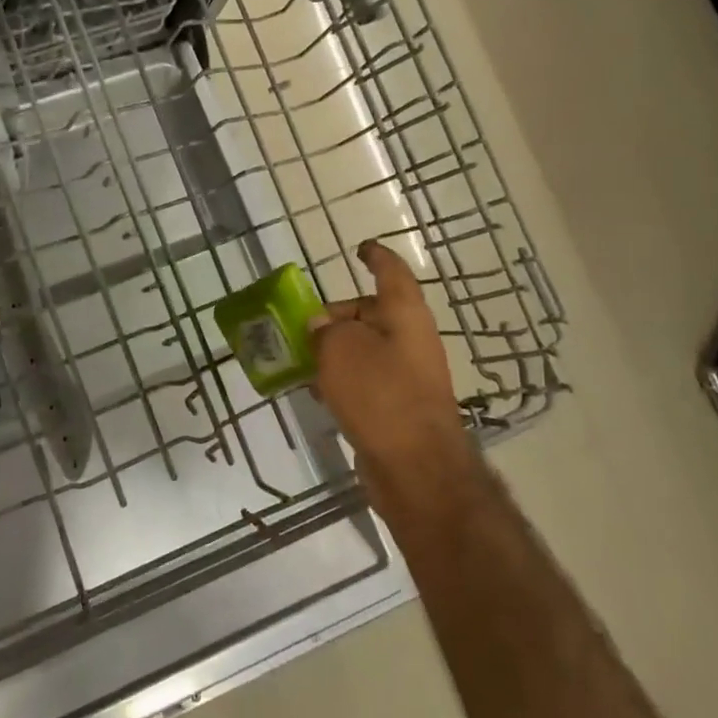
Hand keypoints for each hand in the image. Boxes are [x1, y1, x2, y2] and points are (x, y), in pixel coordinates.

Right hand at [311, 240, 473, 520]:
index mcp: (405, 315)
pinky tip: (317, 391)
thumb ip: (325, 329)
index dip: (376, 257)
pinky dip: (342, 378)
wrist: (415, 467)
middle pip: (373, 313)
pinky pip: (365, 380)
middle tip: (305, 324)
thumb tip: (321, 325)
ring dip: (336, 349)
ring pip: (366, 349)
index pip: (391, 273)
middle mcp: (411, 339)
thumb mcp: (340, 349)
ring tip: (302, 356)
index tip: (360, 249)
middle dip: (340, 314)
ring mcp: (407, 375)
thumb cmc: (380, 394)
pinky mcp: (397, 406)